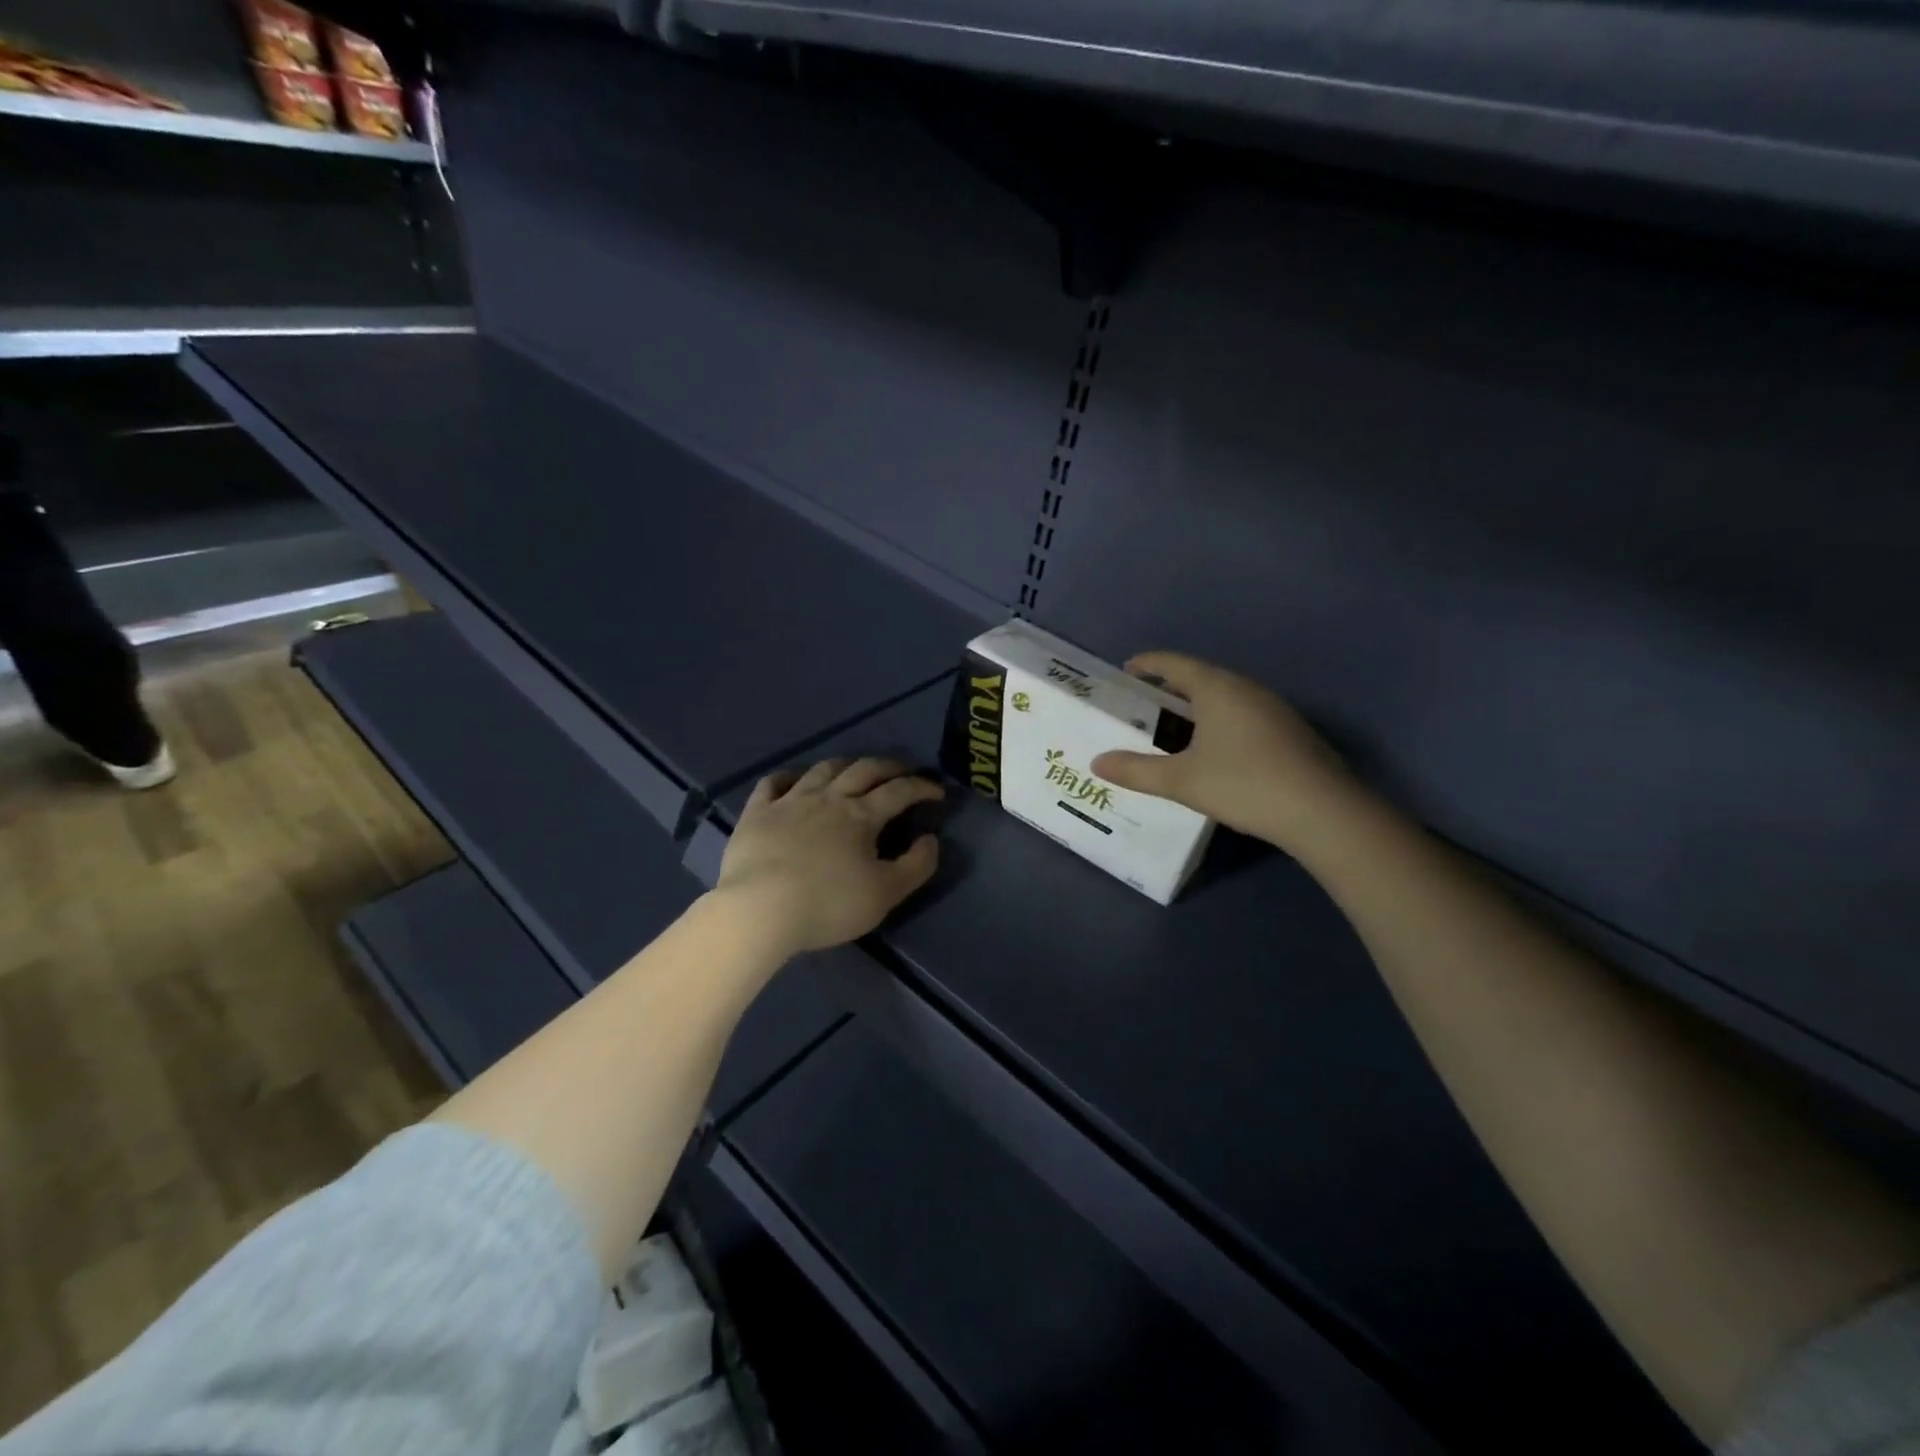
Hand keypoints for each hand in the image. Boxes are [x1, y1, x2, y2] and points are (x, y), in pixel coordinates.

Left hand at [714, 757, 943, 956]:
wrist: (760, 910)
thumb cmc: (828, 904)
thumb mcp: (885, 894)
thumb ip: (915, 865)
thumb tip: (930, 839)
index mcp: (861, 816)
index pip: (900, 791)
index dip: (922, 787)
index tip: (938, 792)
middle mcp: (828, 798)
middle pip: (864, 770)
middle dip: (889, 766)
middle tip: (903, 770)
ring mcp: (790, 801)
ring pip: (822, 769)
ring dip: (845, 764)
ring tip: (854, 769)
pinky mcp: (757, 812)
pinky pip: (772, 783)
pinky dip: (787, 777)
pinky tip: (793, 780)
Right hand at [1091, 651, 1361, 850]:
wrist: (1322, 812)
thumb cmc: (1243, 784)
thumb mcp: (1181, 780)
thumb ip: (1136, 770)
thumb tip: (1097, 762)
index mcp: (1217, 688)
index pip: (1174, 663)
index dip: (1148, 664)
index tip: (1126, 670)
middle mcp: (1246, 689)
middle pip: (1201, 677)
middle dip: (1170, 688)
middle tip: (1144, 705)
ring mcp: (1274, 709)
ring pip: (1225, 697)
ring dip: (1197, 706)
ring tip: (1175, 728)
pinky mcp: (1290, 732)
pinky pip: (1244, 715)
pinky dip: (1220, 722)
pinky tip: (1215, 750)